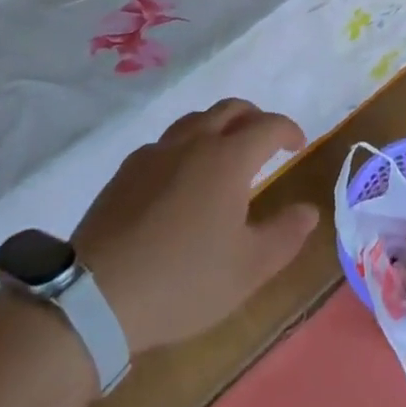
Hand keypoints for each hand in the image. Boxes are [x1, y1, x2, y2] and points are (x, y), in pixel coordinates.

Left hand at [71, 99, 318, 355]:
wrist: (96, 297)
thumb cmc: (183, 280)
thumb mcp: (248, 269)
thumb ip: (285, 234)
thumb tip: (309, 210)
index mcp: (229, 158)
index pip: (268, 126)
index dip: (288, 130)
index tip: (297, 145)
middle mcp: (195, 142)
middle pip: (231, 109)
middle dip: (255, 118)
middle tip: (265, 141)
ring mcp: (156, 152)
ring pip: (196, 120)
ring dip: (219, 126)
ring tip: (224, 153)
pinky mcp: (127, 170)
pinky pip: (166, 143)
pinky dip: (185, 147)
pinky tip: (181, 179)